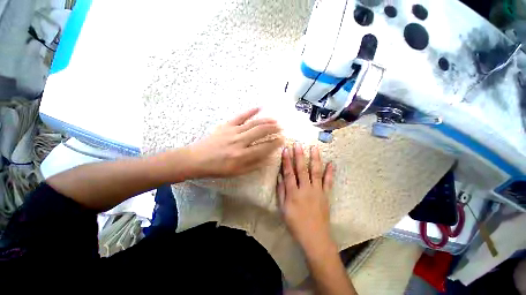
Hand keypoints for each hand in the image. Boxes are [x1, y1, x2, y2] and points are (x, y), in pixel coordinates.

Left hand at [187, 108, 283, 177]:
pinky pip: (241, 116)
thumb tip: (269, 158)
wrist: (198, 159)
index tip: (282, 140)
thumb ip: (254, 165)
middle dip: (273, 129)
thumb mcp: (237, 172)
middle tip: (281, 128)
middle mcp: (239, 142)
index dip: (275, 143)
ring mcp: (233, 131)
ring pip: (254, 123)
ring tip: (275, 120)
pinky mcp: (227, 125)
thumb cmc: (218, 168)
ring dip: (266, 121)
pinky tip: (259, 107)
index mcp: (242, 155)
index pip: (264, 147)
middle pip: (261, 132)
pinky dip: (251, 111)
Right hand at [277, 143, 334, 253]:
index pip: (289, 173)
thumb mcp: (283, 209)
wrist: (315, 237)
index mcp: (294, 193)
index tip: (286, 150)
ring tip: (315, 148)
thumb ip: (281, 192)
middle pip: (302, 169)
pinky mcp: (326, 195)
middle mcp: (306, 189)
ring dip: (315, 159)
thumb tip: (280, 177)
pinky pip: (328, 182)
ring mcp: (317, 191)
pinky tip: (331, 163)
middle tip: (298, 144)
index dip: (287, 161)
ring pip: (316, 172)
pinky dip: (330, 172)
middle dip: (299, 155)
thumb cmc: (295, 223)